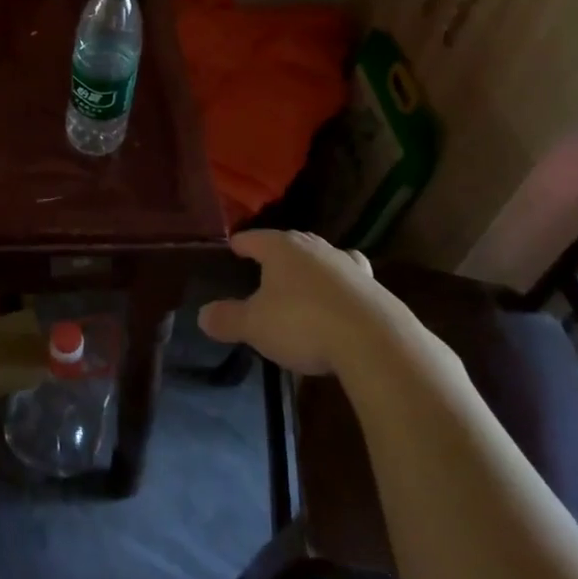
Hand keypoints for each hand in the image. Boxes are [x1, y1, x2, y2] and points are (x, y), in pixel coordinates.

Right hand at [199, 229, 411, 375]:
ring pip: (324, 257)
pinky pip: (350, 281)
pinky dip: (340, 288)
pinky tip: (340, 304)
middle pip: (291, 242)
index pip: (254, 238)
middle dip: (278, 252)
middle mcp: (315, 248)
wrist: (374, 340)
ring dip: (313, 267)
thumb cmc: (302, 323)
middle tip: (266, 265)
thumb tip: (203, 315)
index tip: (233, 247)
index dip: (242, 244)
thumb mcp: (255, 326)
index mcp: (282, 248)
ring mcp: (348, 265)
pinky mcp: (374, 287)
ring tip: (305, 281)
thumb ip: (228, 319)